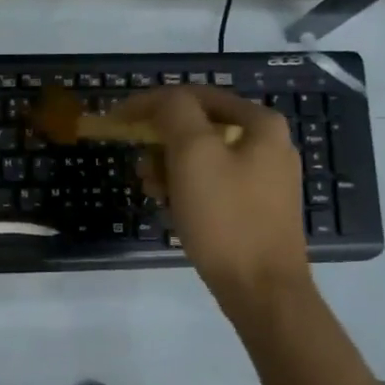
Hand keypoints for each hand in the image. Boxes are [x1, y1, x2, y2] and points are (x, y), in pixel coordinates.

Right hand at [113, 85, 309, 302]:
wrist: (262, 289)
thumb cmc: (225, 217)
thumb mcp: (193, 154)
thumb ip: (174, 113)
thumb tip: (159, 101)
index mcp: (260, 123)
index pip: (194, 96)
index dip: (150, 103)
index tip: (116, 119)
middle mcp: (269, 144)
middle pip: (199, 126)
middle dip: (160, 140)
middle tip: (137, 162)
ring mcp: (264, 178)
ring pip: (203, 156)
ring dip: (169, 166)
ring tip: (151, 189)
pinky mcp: (255, 207)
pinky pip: (211, 183)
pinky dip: (185, 188)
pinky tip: (171, 207)